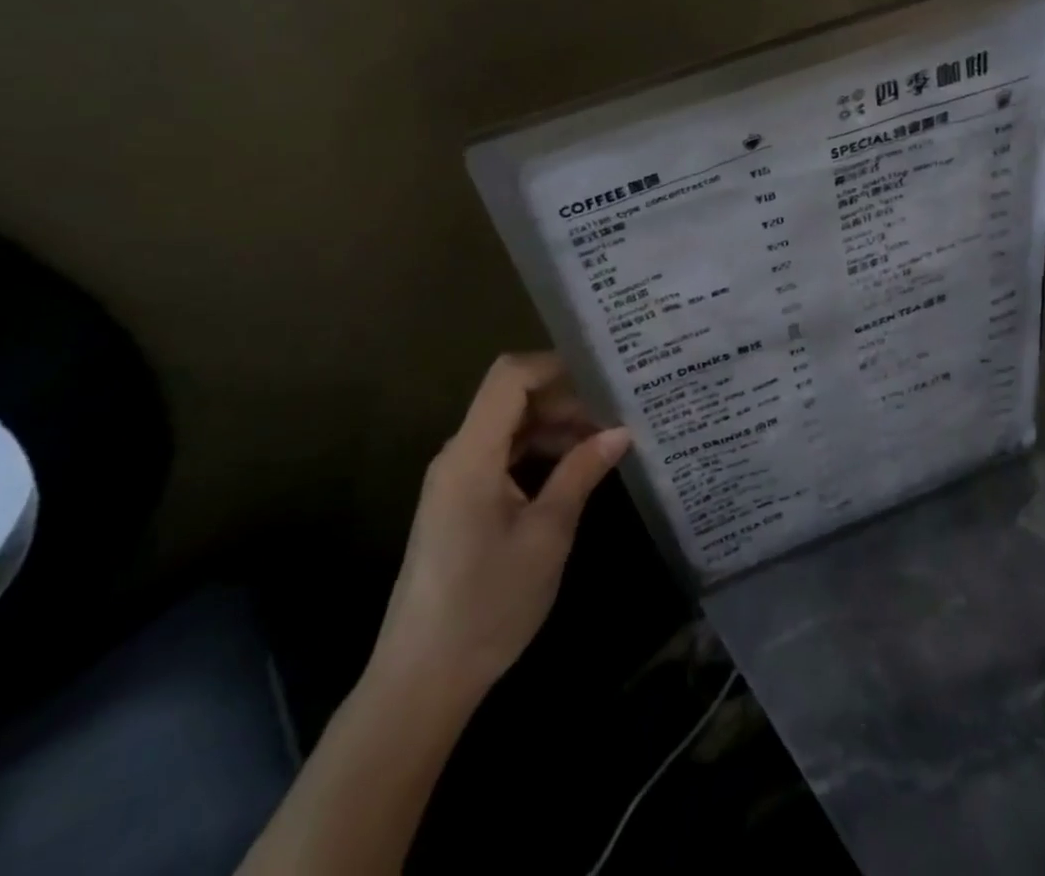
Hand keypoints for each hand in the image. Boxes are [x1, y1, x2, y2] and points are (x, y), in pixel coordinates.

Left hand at [364, 352, 631, 706]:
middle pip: (512, 399)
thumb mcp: (547, 534)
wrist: (422, 679)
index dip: (555, 366)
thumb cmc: (488, 604)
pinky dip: (538, 453)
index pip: (509, 376)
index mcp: (472, 453)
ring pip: (510, 427)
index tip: (603, 377)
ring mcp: (456, 479)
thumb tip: (621, 431)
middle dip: (565, 400)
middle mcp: (459, 454)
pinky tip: (574, 471)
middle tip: (616, 415)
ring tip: (604, 443)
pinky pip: (503, 456)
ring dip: (555, 428)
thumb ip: (581, 473)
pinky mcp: (460, 502)